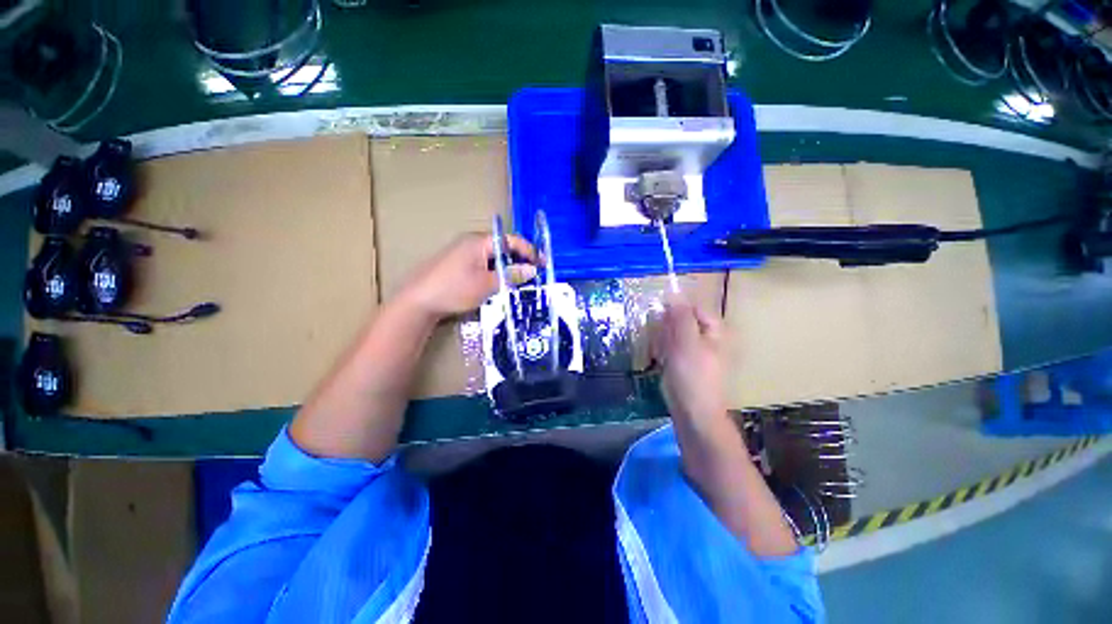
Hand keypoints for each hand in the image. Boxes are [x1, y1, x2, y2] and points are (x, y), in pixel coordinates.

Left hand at [399, 232, 538, 320]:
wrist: (418, 301)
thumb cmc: (454, 289)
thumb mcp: (487, 284)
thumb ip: (511, 275)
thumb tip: (533, 270)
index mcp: (479, 241)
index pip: (512, 240)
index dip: (530, 251)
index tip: (543, 264)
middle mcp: (472, 241)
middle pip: (503, 247)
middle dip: (520, 259)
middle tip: (534, 274)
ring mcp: (463, 252)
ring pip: (493, 256)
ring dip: (508, 267)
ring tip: (521, 281)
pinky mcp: (458, 263)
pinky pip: (484, 263)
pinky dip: (496, 271)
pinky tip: (500, 283)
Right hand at [653, 296, 727, 424]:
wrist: (694, 413)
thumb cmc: (693, 375)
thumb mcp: (686, 342)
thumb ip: (680, 316)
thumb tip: (674, 293)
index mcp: (715, 330)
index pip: (693, 308)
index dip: (675, 309)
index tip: (659, 318)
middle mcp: (708, 338)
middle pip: (682, 320)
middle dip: (667, 328)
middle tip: (662, 341)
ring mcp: (697, 351)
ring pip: (674, 334)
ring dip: (663, 340)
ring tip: (660, 353)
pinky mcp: (686, 363)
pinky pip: (671, 348)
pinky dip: (664, 351)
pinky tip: (661, 361)